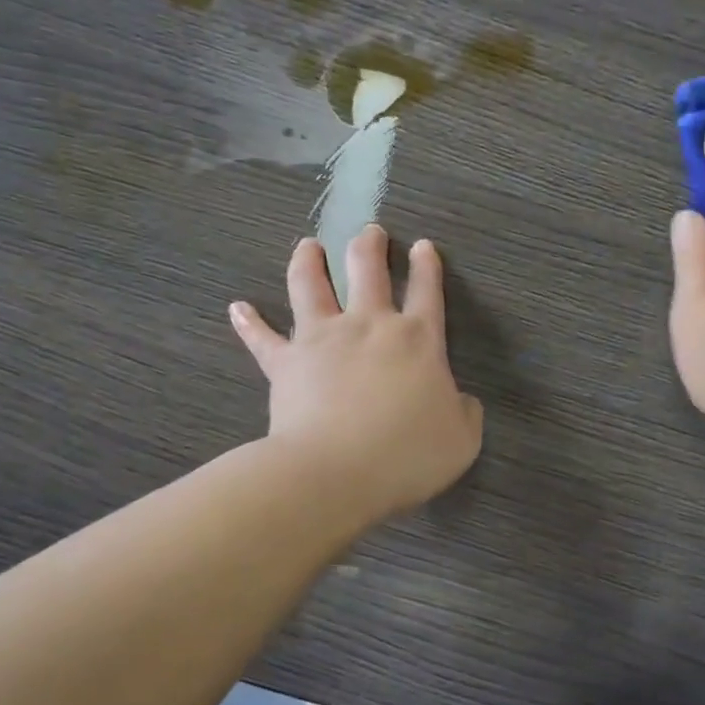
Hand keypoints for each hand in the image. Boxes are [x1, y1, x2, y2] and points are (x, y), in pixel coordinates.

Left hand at [230, 226, 483, 520]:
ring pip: (311, 286)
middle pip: (366, 271)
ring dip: (309, 262)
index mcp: (417, 340)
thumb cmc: (406, 456)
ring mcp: (322, 339)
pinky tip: (237, 307)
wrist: (335, 473)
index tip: (423, 246)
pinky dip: (249, 322)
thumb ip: (466, 413)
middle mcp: (368, 326)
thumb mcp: (461, 440)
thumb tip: (463, 400)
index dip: (427, 266)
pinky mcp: (285, 362)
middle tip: (369, 231)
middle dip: (369, 246)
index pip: (426, 291)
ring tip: (308, 246)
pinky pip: (262, 338)